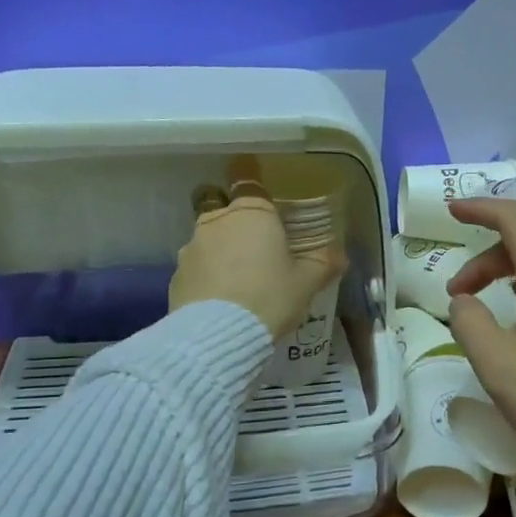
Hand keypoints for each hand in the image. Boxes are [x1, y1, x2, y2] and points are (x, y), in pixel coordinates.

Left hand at [170, 194, 343, 340]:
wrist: (218, 336)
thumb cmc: (270, 297)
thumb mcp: (307, 283)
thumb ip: (323, 263)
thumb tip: (340, 255)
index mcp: (252, 213)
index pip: (249, 180)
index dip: (252, 181)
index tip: (257, 187)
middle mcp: (217, 221)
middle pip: (225, 209)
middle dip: (237, 222)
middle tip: (256, 247)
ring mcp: (191, 247)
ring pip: (208, 239)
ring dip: (221, 252)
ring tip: (238, 281)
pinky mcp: (175, 276)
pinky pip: (196, 268)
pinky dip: (207, 278)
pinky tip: (221, 300)